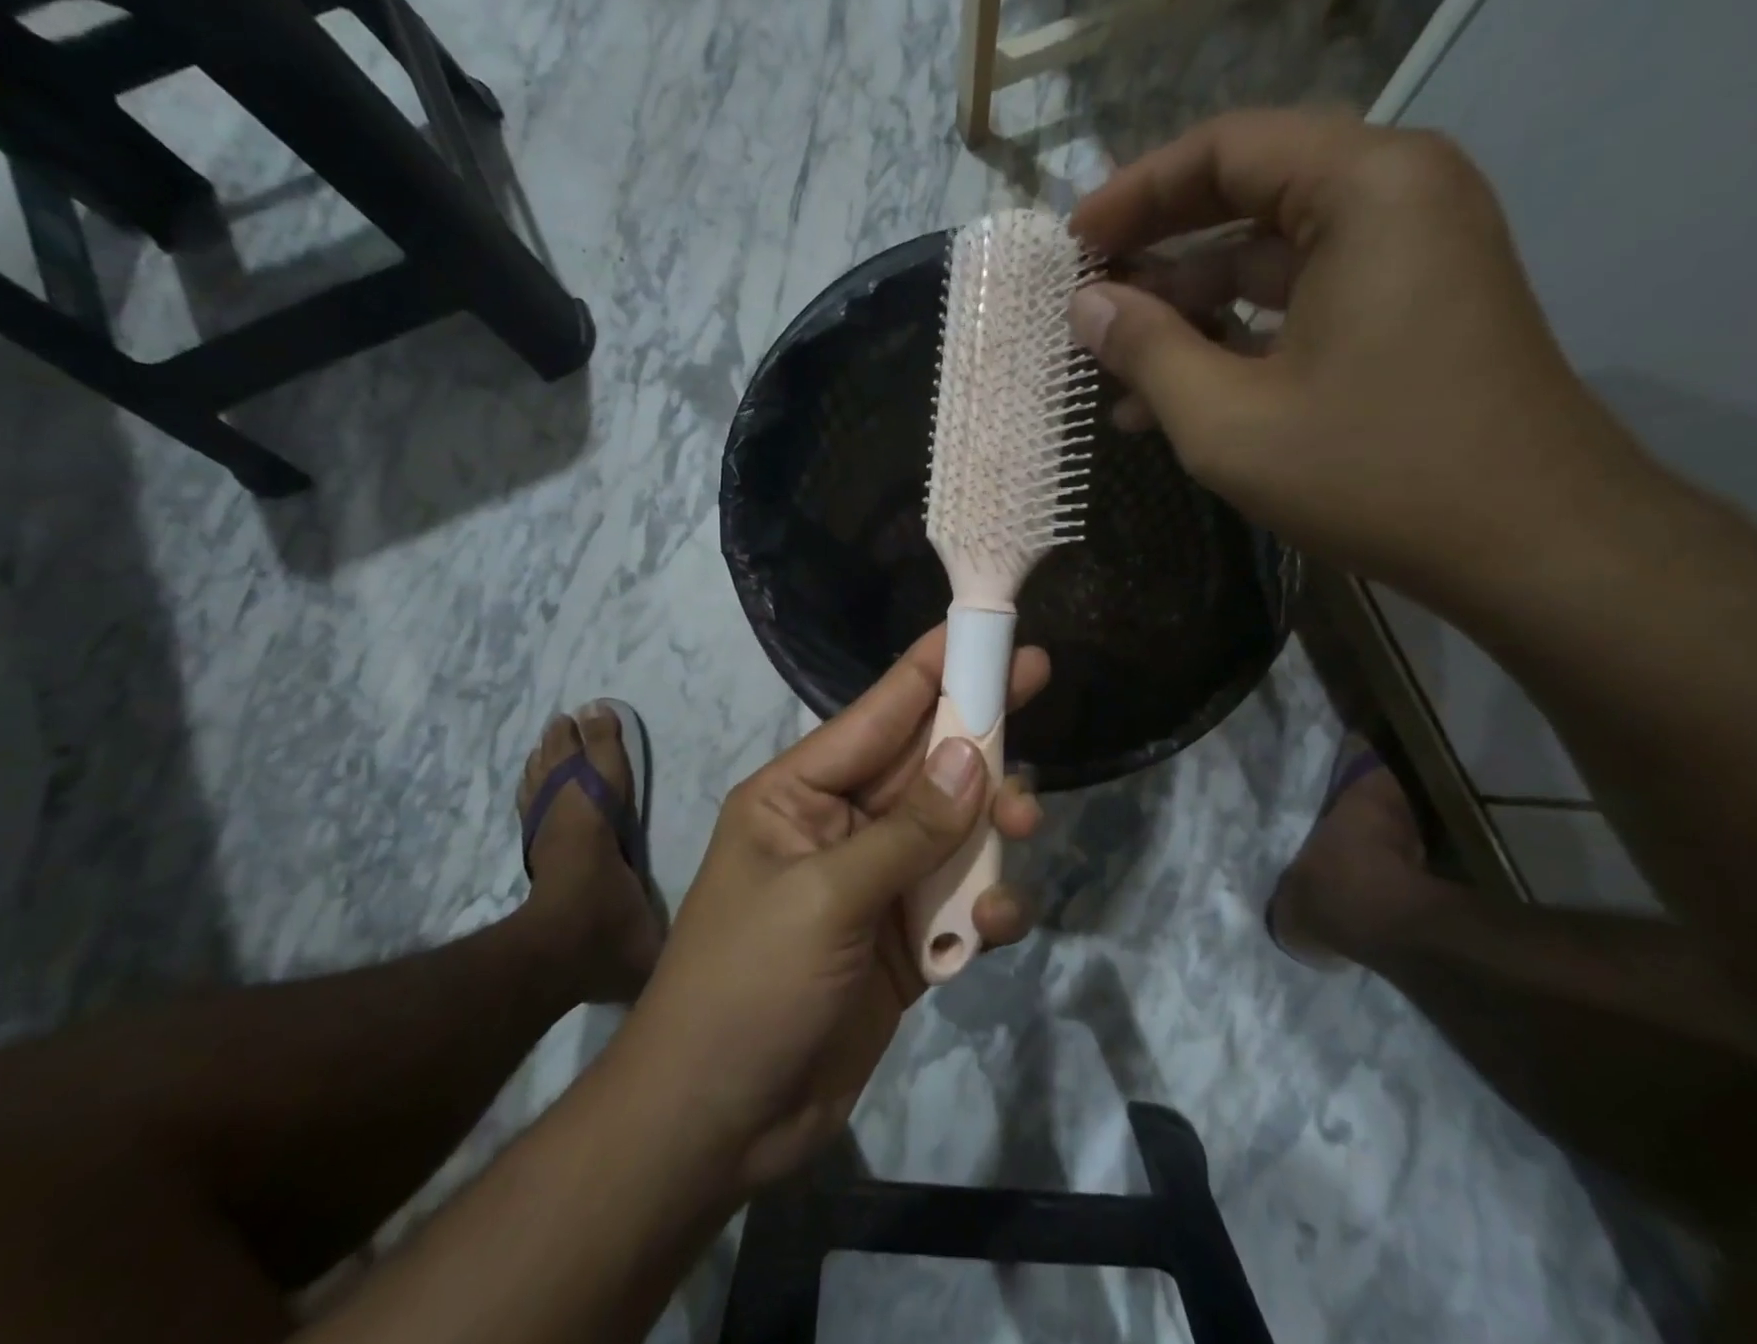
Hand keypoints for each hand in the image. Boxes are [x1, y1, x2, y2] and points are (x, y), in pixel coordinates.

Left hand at [609, 629, 1045, 1190]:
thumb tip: (973, 758)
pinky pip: (958, 901)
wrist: (718, 1126)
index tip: (987, 631)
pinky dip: (984, 908)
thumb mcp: (826, 899)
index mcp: (800, 792)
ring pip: (953, 829)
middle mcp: (841, 824)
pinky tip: (993, 928)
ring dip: (992, 827)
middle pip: (926, 763)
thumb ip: (908, 831)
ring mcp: (875, 882)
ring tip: (1023, 830)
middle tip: (1039, 689)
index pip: (878, 712)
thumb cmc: (748, 987)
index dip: (934, 667)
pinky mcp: (905, 941)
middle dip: (980, 736)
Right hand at [1068, 110, 1641, 599]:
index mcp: (1365, 189)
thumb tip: (1083, 306)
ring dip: (1188, 308)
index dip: (1135, 192)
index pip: (1226, 148)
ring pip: (1270, 259)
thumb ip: (1146, 351)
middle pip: (1249, 195)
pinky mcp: (1406, 314)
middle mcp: (1397, 199)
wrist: (1526, 543)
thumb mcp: (1227, 419)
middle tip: (1086, 293)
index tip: (1073, 242)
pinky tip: (1171, 396)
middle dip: (1157, 249)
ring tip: (1113, 360)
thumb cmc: (1369, 471)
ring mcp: (1408, 259)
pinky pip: (1301, 304)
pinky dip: (1235, 339)